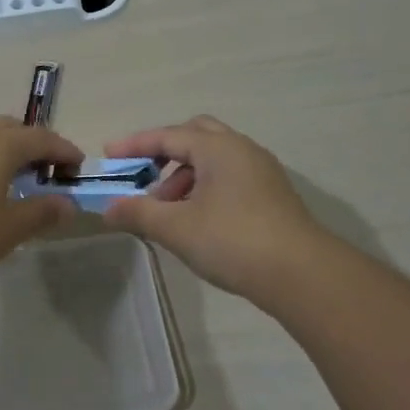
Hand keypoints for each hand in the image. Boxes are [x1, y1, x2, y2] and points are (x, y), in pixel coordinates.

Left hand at [0, 116, 82, 289]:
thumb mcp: (9, 230)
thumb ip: (41, 212)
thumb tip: (68, 204)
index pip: (41, 138)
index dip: (63, 150)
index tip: (77, 165)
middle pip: (9, 127)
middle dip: (32, 143)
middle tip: (44, 169)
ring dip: (0, 144)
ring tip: (8, 172)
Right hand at [100, 116, 321, 301]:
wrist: (300, 273)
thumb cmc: (232, 241)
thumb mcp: (176, 228)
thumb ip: (138, 213)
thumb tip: (108, 209)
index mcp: (218, 148)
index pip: (169, 135)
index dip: (135, 144)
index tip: (109, 154)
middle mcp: (242, 150)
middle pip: (196, 135)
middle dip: (165, 152)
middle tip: (143, 175)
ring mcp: (261, 172)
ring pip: (214, 159)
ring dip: (184, 175)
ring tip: (166, 209)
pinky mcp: (271, 195)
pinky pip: (229, 177)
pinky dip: (204, 187)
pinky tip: (195, 219)